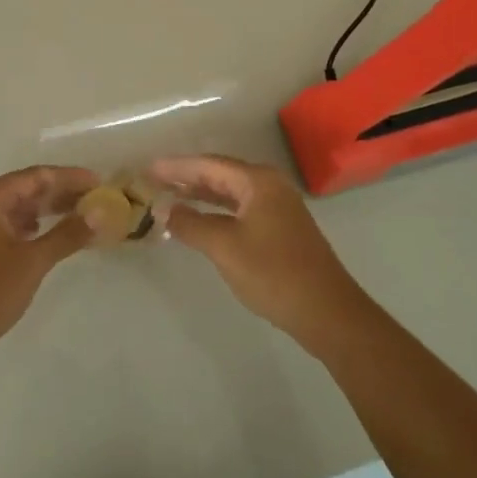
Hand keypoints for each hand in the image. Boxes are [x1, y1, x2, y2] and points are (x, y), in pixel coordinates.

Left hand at [0, 165, 96, 361]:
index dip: (70, 177)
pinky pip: (6, 224)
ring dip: (45, 210)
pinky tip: (44, 234)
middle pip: (25, 188)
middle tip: (94, 200)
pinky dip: (29, 226)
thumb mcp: (32, 262)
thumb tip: (100, 212)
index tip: (99, 183)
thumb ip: (67, 234)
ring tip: (77, 216)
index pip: (36, 176)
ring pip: (15, 207)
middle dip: (60, 193)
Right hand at [153, 155, 371, 352]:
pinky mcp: (281, 229)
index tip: (148, 168)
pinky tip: (200, 221)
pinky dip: (216, 212)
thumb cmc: (274, 274)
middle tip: (154, 181)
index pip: (209, 164)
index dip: (177, 166)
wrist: (328, 313)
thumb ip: (191, 224)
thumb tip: (164, 209)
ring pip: (230, 193)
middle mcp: (269, 186)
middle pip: (220, 174)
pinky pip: (240, 209)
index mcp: (258, 181)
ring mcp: (278, 208)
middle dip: (187, 177)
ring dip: (201, 194)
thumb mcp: (225, 247)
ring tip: (171, 197)